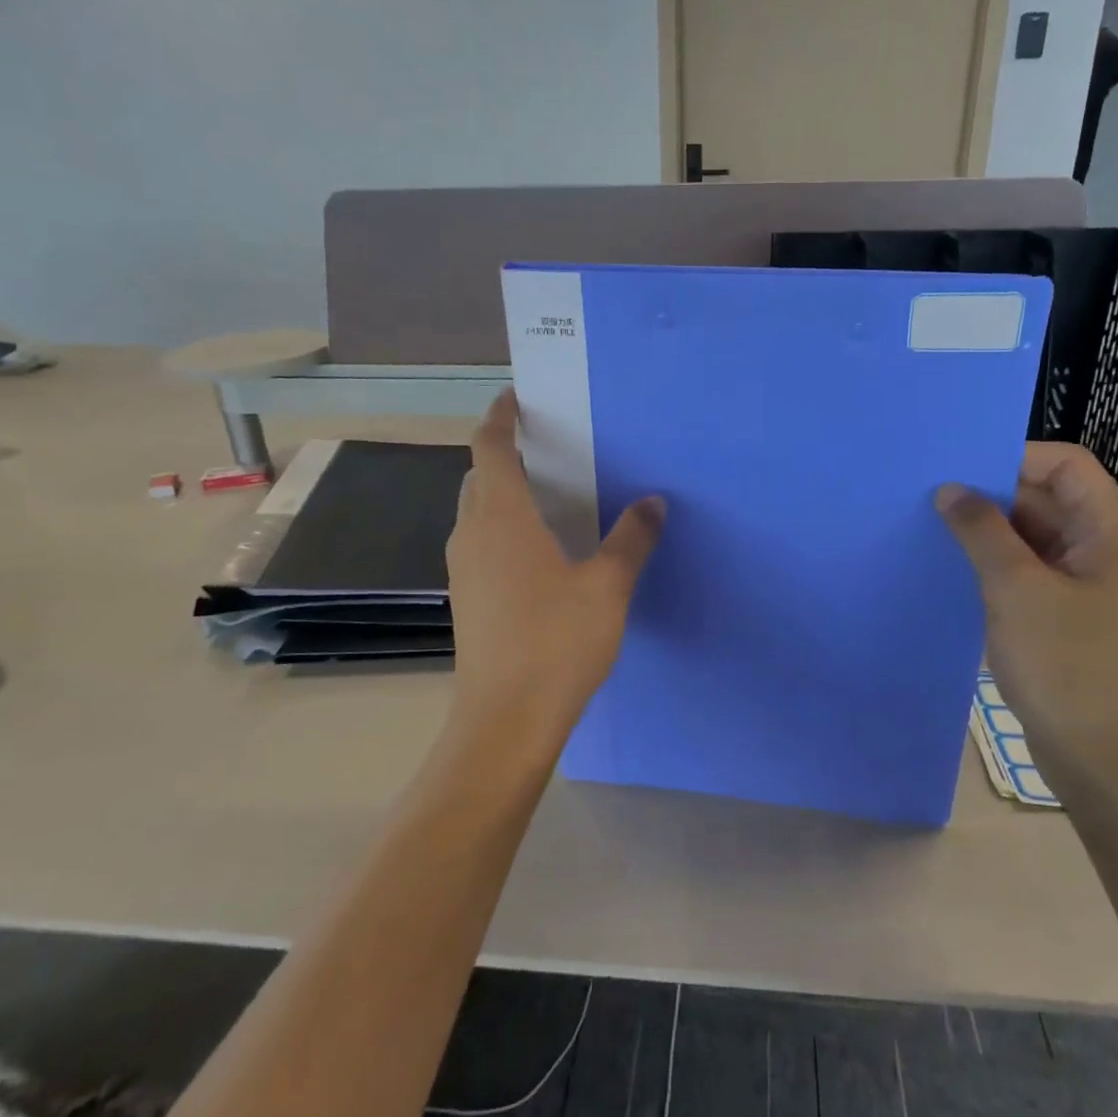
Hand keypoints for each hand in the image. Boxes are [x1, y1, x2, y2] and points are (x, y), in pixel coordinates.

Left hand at [446, 390, 664, 741]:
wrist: (506, 720)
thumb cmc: (557, 643)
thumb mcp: (608, 587)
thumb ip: (631, 539)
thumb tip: (654, 501)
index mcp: (502, 517)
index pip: (489, 447)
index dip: (499, 416)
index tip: (516, 397)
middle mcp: (473, 534)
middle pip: (479, 476)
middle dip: (504, 453)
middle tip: (547, 446)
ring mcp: (464, 568)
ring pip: (476, 511)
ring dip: (501, 491)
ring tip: (547, 492)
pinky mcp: (466, 598)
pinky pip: (480, 542)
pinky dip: (502, 526)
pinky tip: (538, 550)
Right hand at [937, 444, 1117, 791]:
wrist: (1108, 762)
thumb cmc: (1069, 667)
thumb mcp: (1016, 590)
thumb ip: (982, 531)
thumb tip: (950, 489)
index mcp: (1113, 531)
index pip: (1064, 464)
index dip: (1011, 457)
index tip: (955, 469)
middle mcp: (1107, 550)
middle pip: (1047, 499)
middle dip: (990, 496)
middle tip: (929, 498)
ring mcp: (1090, 586)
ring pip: (1034, 539)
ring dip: (989, 535)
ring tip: (932, 532)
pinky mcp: (1070, 618)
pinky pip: (1031, 575)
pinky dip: (996, 568)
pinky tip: (954, 573)